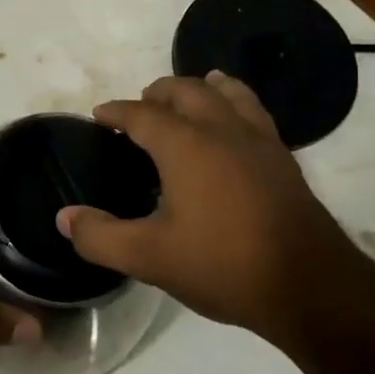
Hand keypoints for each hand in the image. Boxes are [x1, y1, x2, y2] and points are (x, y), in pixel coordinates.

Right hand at [58, 73, 361, 344]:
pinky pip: (253, 110)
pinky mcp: (283, 157)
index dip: (116, 111)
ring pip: (227, 92)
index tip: (100, 115)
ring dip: (201, 87)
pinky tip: (234, 123)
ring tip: (190, 92)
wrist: (309, 285)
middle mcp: (221, 129)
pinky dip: (235, 102)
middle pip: (186, 90)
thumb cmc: (223, 265)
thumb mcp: (150, 257)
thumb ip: (102, 236)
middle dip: (158, 92)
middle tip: (141, 105)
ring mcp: (257, 139)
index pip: (142, 114)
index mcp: (185, 144)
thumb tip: (64, 217)